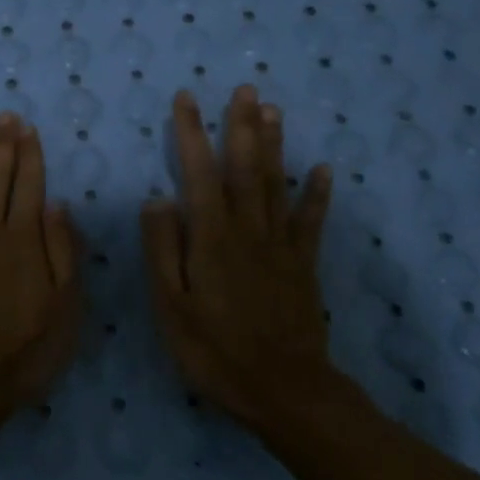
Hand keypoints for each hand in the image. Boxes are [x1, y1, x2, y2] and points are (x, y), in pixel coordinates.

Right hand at [140, 85, 338, 431]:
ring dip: (274, 144)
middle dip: (241, 126)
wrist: (284, 391)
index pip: (198, 173)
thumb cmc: (215, 351)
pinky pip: (311, 221)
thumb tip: (157, 199)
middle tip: (243, 88)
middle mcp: (248, 230)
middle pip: (245, 168)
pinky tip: (322, 168)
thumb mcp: (171, 307)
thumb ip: (163, 250)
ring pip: (276, 184)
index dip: (192, 133)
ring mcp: (281, 246)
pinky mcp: (303, 265)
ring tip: (272, 109)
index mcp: (211, 238)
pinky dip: (317, 193)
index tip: (186, 99)